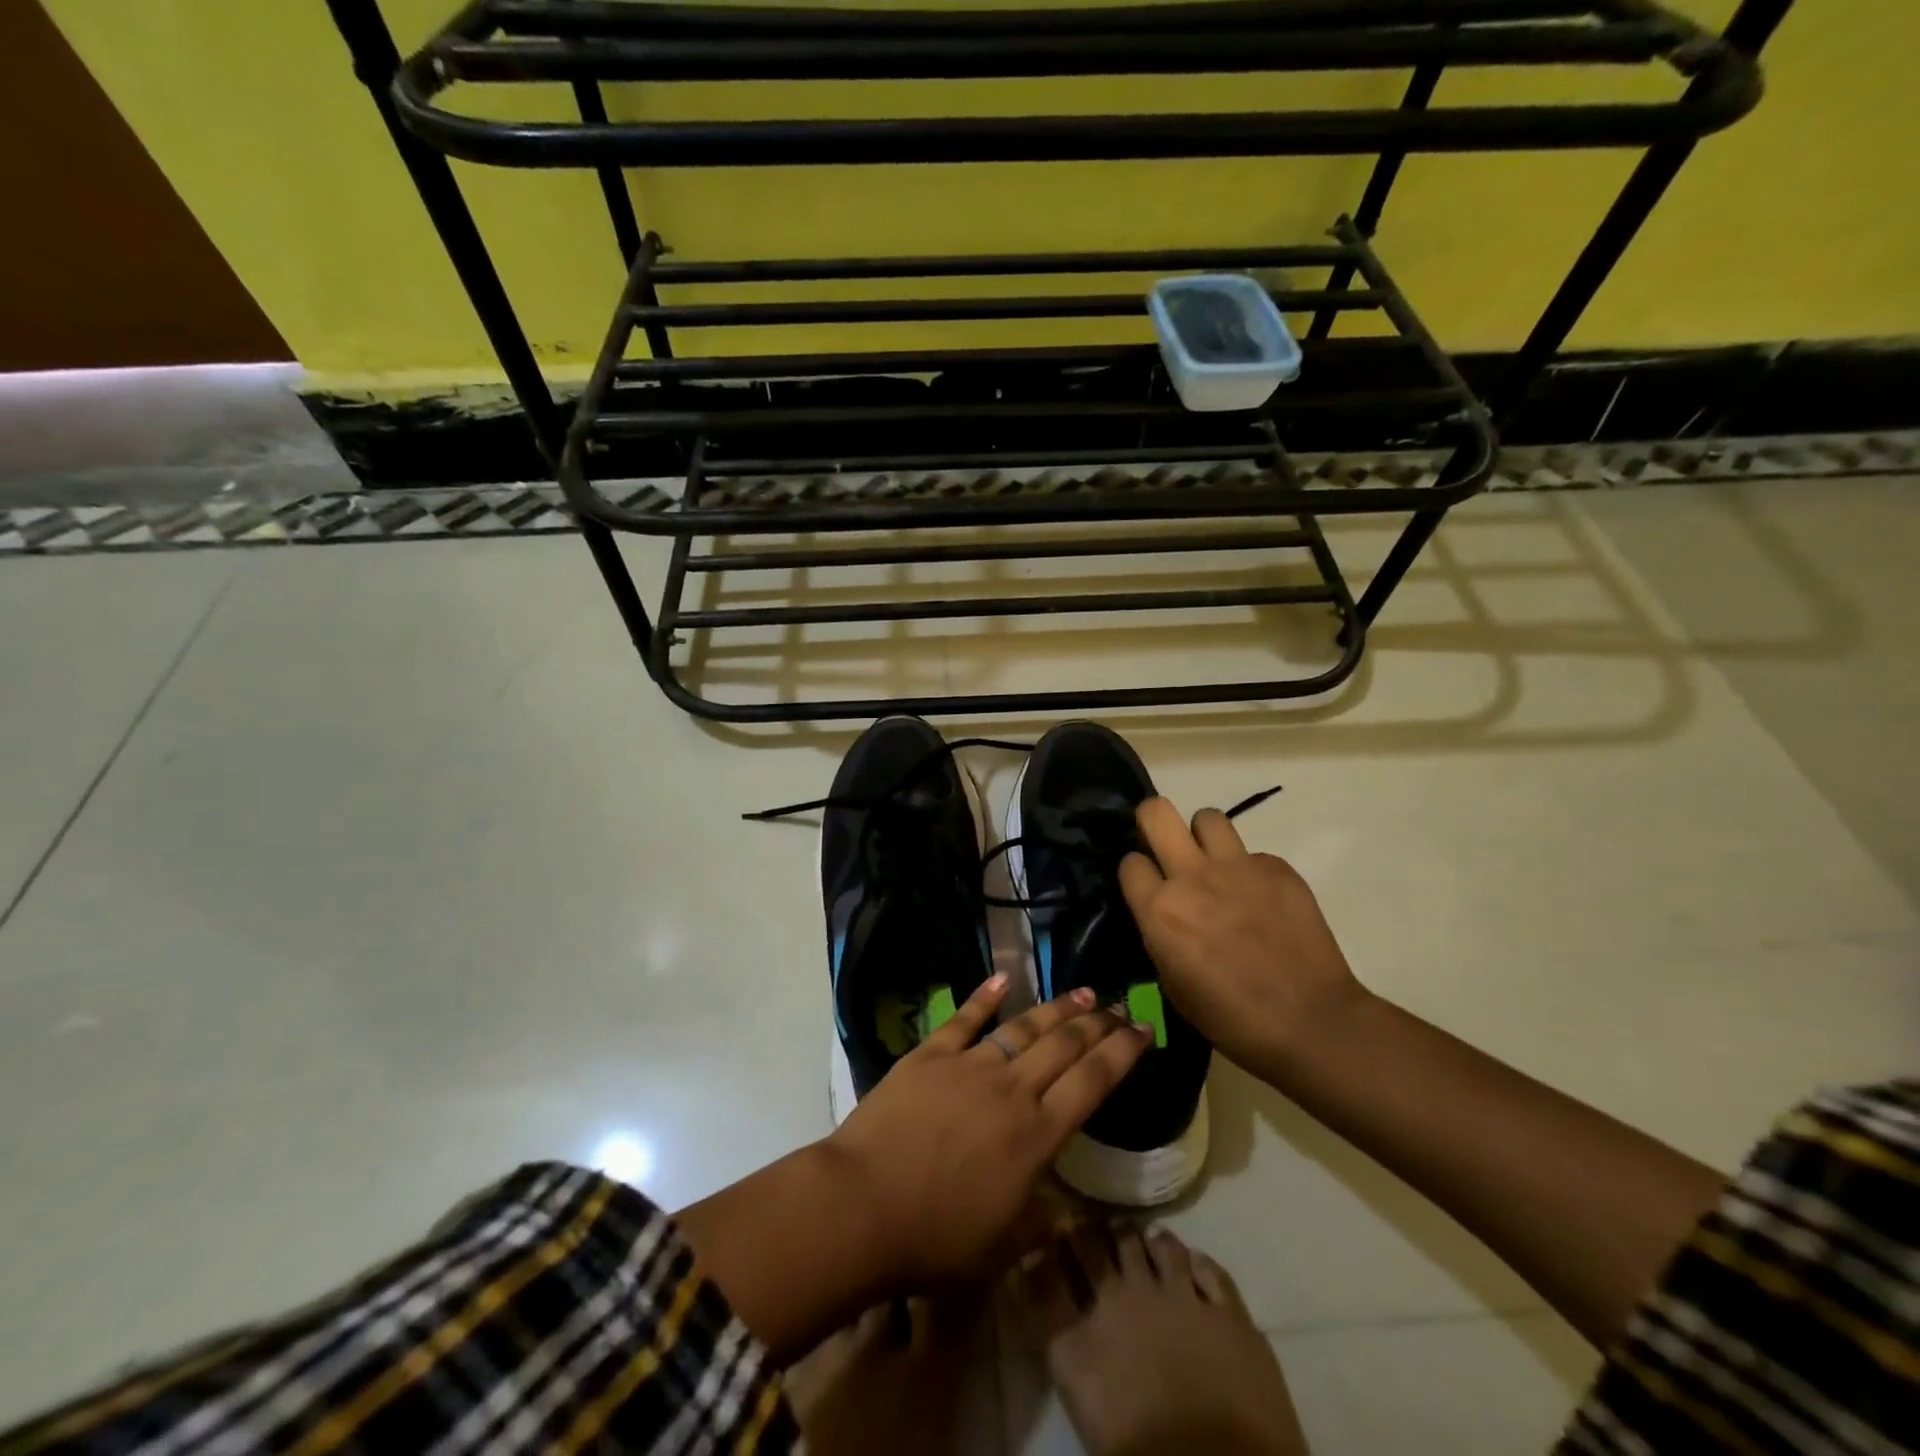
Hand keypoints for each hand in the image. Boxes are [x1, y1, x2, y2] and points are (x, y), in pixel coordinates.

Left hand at [827, 975, 1150, 1289]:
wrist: (862, 1205)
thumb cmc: (935, 1237)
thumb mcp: (1002, 1248)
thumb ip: (1040, 1223)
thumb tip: (1066, 1210)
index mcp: (1037, 1135)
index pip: (1093, 1082)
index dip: (1123, 1053)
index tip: (1143, 1029)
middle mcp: (1012, 1089)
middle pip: (1064, 1045)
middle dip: (1096, 1023)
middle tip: (1117, 1005)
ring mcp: (970, 1065)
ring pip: (1023, 1027)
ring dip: (1055, 1008)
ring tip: (1081, 993)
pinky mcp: (930, 1054)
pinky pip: (964, 1018)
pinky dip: (985, 995)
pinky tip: (1002, 978)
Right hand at [1118, 798, 1367, 1073]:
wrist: (1311, 1022)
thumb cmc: (1232, 1019)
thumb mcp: (1173, 984)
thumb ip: (1160, 935)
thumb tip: (1164, 914)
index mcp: (1160, 910)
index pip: (1130, 862)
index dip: (1137, 873)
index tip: (1147, 886)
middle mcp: (1192, 876)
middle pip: (1156, 812)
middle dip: (1153, 822)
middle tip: (1165, 846)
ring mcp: (1237, 867)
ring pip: (1208, 818)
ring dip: (1204, 838)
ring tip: (1216, 866)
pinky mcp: (1277, 868)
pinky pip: (1253, 854)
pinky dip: (1251, 872)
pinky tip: (1263, 902)